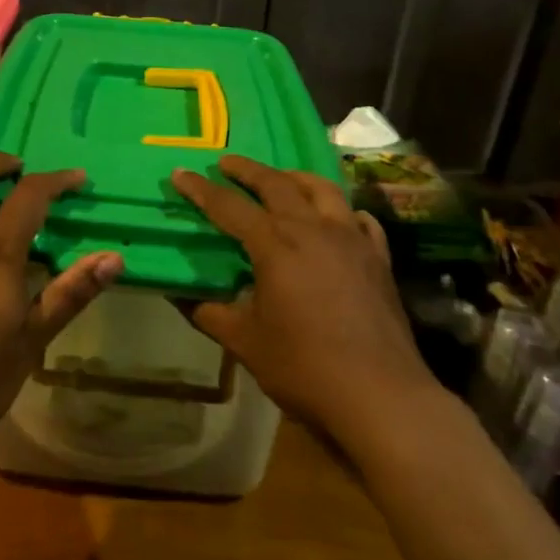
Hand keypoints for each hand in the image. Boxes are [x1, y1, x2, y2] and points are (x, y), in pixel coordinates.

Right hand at [173, 156, 436, 444]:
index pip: (230, 207)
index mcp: (276, 246)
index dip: (201, 190)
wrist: (379, 396)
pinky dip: (341, 210)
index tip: (180, 174)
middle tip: (227, 163)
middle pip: (277, 185)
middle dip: (248, 170)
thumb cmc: (304, 367)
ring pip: (323, 190)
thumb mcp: (245, 343)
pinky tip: (337, 218)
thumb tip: (182, 296)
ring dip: (295, 178)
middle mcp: (314, 230)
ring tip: (280, 178)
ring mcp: (352, 240)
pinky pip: (359, 219)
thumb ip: (211, 313)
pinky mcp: (378, 259)